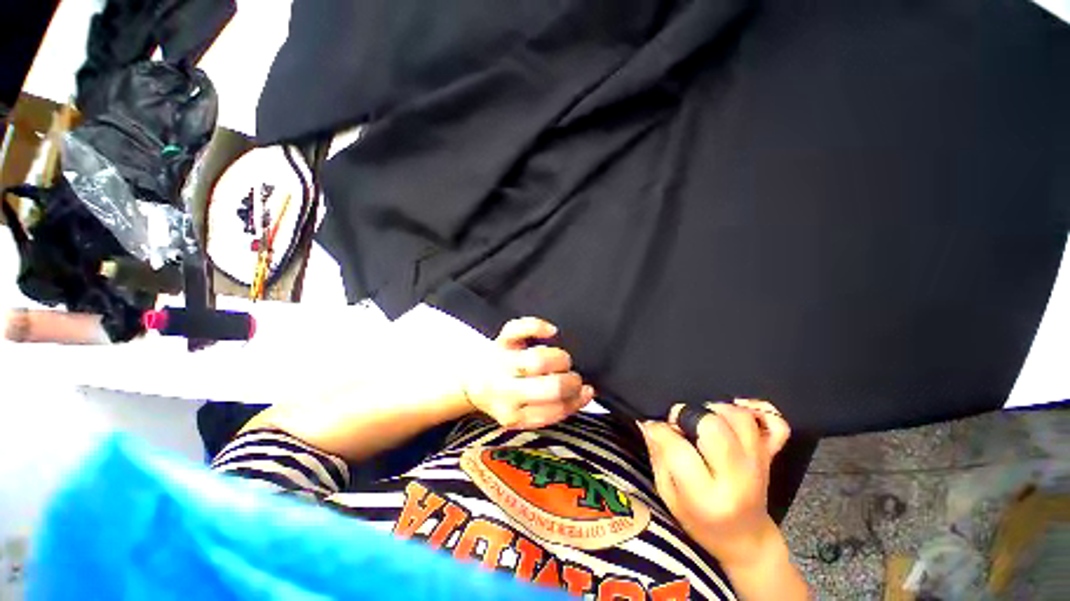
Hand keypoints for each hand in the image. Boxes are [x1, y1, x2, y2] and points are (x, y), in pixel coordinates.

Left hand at [463, 317, 593, 429]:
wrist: (474, 383)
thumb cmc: (507, 398)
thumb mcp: (526, 414)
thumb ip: (554, 408)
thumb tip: (586, 392)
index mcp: (514, 414)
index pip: (553, 411)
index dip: (575, 400)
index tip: (584, 391)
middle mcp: (506, 390)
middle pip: (550, 386)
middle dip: (571, 381)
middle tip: (574, 378)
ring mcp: (503, 363)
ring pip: (538, 360)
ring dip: (560, 360)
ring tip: (561, 361)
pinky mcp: (501, 341)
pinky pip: (519, 328)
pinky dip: (538, 326)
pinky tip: (551, 332)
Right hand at [640, 400, 790, 566]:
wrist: (746, 540)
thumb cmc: (701, 522)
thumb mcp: (669, 497)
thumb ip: (658, 457)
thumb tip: (648, 423)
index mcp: (706, 497)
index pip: (678, 449)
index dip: (660, 430)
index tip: (653, 427)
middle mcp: (737, 479)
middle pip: (714, 427)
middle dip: (689, 416)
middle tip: (680, 423)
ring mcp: (759, 465)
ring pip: (741, 418)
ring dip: (716, 409)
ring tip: (702, 419)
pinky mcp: (771, 456)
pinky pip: (776, 424)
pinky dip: (757, 410)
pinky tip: (736, 409)